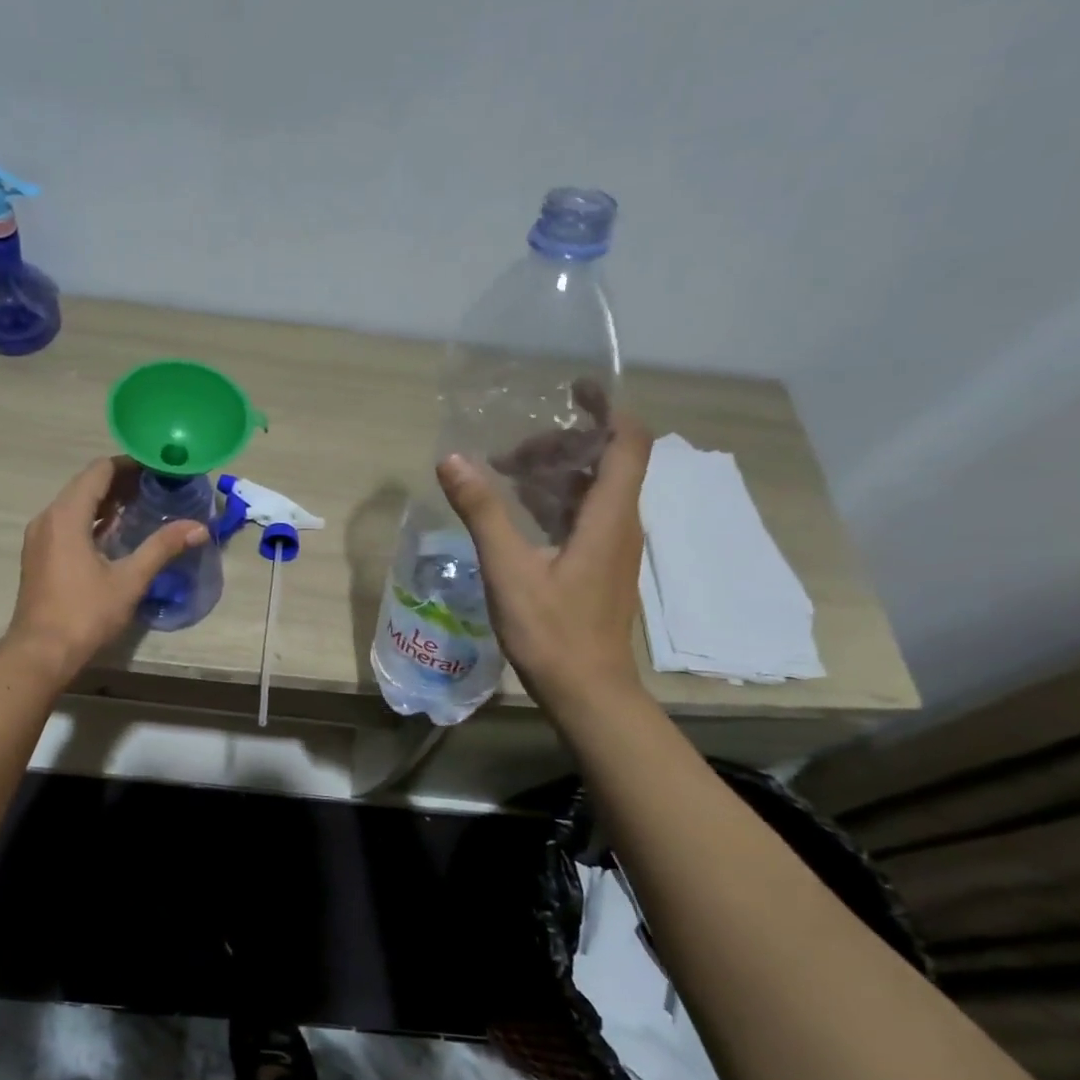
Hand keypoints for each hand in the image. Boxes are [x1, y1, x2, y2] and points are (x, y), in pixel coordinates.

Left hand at [2, 456, 208, 680]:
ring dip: (107, 500)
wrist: (40, 653)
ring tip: (143, 504)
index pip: (99, 471)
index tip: (159, 467)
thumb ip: (162, 548)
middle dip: (122, 481)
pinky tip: (117, 532)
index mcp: (66, 515)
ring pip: (76, 504)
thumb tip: (199, 527)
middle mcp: (48, 518)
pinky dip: (93, 519)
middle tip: (158, 485)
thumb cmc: (84, 614)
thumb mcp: (129, 580)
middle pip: (86, 484)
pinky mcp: (39, 554)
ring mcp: (40, 537)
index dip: (130, 464)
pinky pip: (68, 522)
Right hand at [438, 406, 652, 710]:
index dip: (605, 408)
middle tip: (508, 449)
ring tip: (503, 473)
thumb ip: (482, 512)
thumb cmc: (552, 631)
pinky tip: (516, 512)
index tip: (572, 388)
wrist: (587, 691)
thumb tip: (453, 460)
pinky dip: (554, 501)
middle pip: (605, 461)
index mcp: (610, 517)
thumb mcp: (509, 569)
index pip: (627, 442)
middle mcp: (620, 524)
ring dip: (554, 472)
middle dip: (561, 443)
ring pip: (592, 490)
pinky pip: (583, 516)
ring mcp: (612, 548)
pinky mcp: (599, 567)